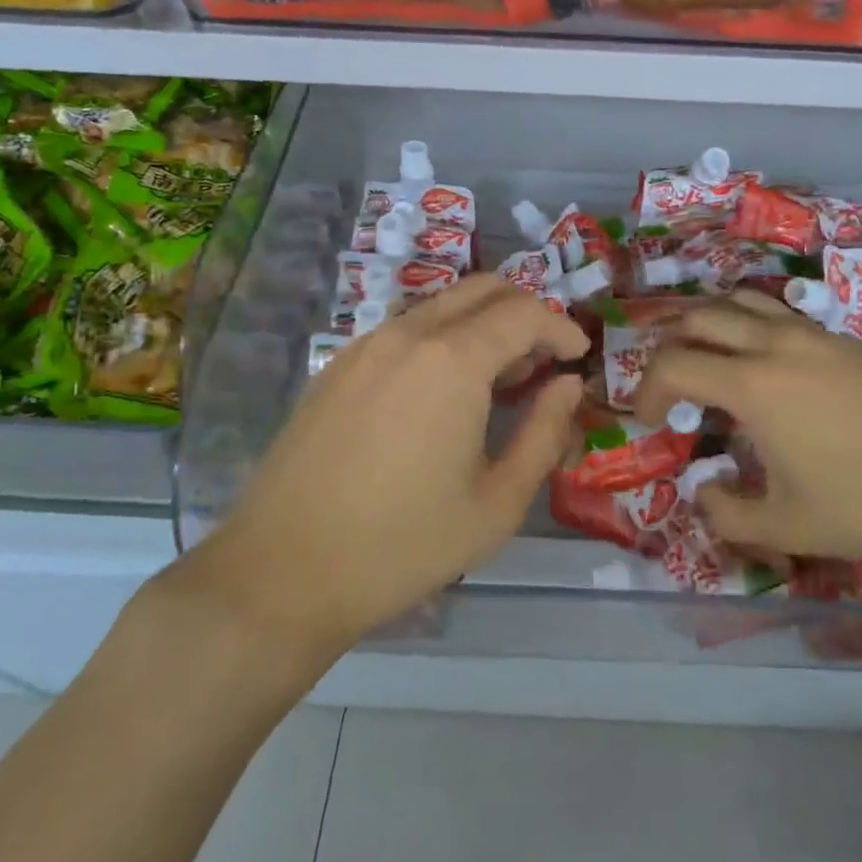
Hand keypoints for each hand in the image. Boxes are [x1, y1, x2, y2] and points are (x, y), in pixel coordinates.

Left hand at [183, 276, 587, 656]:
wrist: (282, 573)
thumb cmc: (403, 544)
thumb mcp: (497, 503)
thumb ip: (544, 434)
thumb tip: (568, 385)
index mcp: (453, 361)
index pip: (525, 312)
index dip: (561, 328)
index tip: (579, 357)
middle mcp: (408, 334)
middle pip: (483, 289)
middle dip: (526, 311)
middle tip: (544, 360)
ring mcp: (365, 345)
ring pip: (441, 305)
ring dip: (482, 323)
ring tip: (497, 379)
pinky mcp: (336, 366)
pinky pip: (404, 328)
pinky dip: (441, 338)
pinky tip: (441, 392)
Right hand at [632, 290, 861, 566]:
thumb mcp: (787, 526)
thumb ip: (728, 513)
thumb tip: (704, 490)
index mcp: (753, 385)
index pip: (674, 364)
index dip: (645, 389)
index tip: (646, 420)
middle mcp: (775, 344)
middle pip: (699, 317)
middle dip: (669, 345)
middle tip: (668, 384)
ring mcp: (811, 334)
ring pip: (739, 301)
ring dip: (708, 322)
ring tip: (704, 357)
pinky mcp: (839, 338)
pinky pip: (775, 311)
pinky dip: (746, 322)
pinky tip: (759, 360)